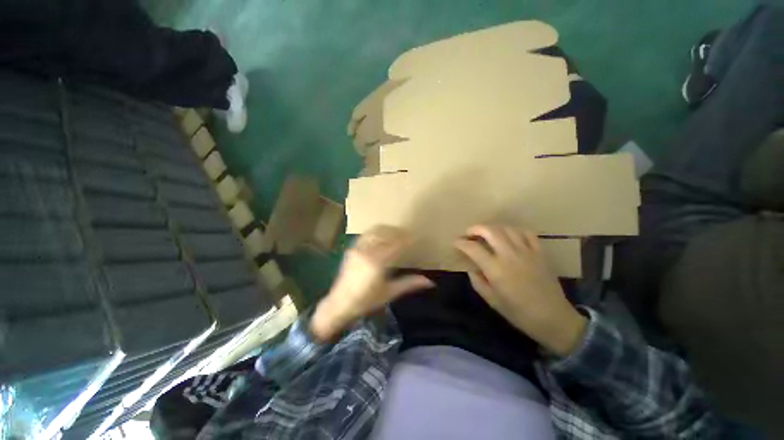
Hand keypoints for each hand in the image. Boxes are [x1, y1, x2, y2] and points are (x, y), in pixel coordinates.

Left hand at [310, 225, 433, 341]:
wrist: (339, 303)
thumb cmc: (366, 301)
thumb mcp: (389, 293)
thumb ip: (409, 284)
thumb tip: (430, 282)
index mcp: (377, 262)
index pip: (396, 244)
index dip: (407, 239)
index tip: (415, 237)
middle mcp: (366, 251)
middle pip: (386, 233)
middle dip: (398, 231)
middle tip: (408, 234)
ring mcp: (357, 248)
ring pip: (375, 231)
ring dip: (387, 229)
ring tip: (396, 233)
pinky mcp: (352, 248)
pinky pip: (366, 234)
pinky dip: (376, 231)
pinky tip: (381, 235)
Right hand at [454, 225, 586, 356]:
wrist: (554, 318)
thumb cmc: (519, 313)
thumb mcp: (491, 301)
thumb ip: (477, 281)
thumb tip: (471, 267)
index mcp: (495, 269)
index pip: (473, 248)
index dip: (461, 243)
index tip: (455, 242)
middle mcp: (509, 255)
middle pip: (490, 231)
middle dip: (475, 228)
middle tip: (469, 233)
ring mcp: (526, 252)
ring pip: (507, 229)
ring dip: (493, 228)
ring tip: (487, 234)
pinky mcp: (539, 253)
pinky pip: (527, 233)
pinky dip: (515, 231)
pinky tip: (509, 236)